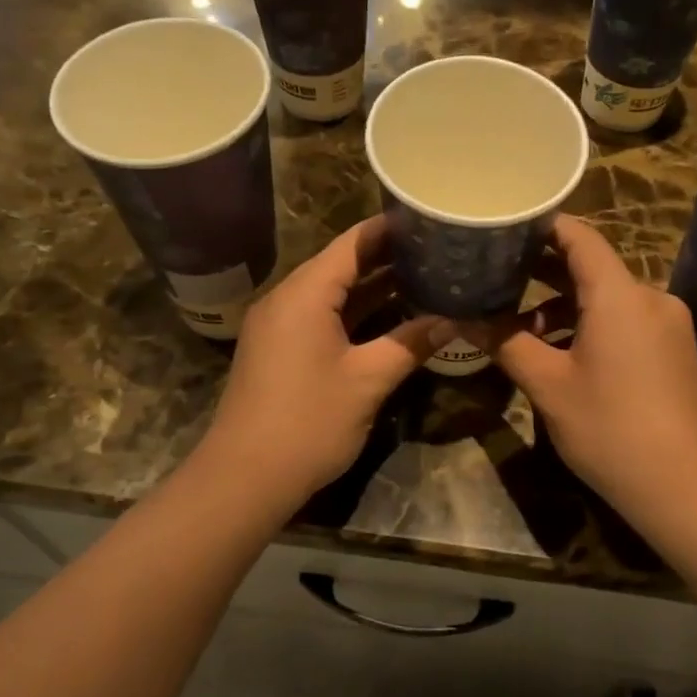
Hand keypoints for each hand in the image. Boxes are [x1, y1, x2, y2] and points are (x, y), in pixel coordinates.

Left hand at [199, 216, 452, 502]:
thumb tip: (452, 319)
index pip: (353, 243)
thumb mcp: (368, 381)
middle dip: (388, 257)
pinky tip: (389, 316)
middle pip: (341, 264)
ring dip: (373, 286)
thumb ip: (410, 343)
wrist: (244, 477)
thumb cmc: (308, 422)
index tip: (429, 219)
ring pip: (332, 293)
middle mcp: (287, 298)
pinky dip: (354, 312)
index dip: (391, 228)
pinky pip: (321, 316)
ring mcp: (279, 325)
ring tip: (424, 276)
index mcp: (305, 293)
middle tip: (436, 249)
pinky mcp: (279, 349)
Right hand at [476, 216, 696, 517]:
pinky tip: (560, 350)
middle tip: (496, 272)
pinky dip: (591, 324)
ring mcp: (668, 324)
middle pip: (592, 266)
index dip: (541, 226)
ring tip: (517, 323)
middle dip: (543, 270)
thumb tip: (462, 320)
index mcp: (620, 294)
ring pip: (608, 298)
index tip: (504, 226)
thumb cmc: (610, 428)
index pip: (579, 237)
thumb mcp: (548, 386)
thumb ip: (505, 343)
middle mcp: (650, 297)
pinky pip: (626, 320)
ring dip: (564, 305)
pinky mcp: (674, 350)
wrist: (686, 488)